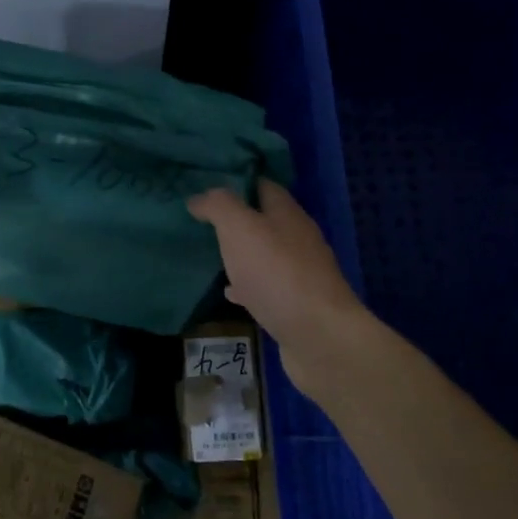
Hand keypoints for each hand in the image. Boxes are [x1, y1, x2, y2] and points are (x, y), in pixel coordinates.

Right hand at [188, 181, 373, 390]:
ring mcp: (300, 274)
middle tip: (201, 220)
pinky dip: (247, 285)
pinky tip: (230, 292)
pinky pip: (266, 287)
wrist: (319, 337)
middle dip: (236, 219)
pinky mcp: (296, 305)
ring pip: (265, 254)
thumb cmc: (277, 273)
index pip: (262, 185)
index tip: (205, 184)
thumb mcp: (240, 228)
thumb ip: (219, 206)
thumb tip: (199, 197)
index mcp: (288, 214)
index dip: (236, 181)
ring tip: (210, 253)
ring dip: (240, 253)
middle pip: (265, 220)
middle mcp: (298, 239)